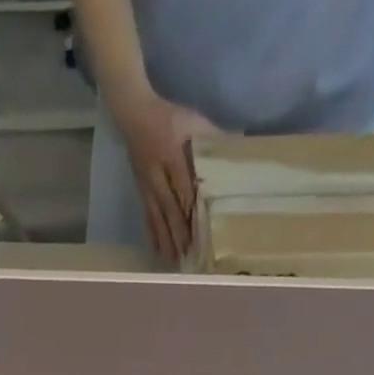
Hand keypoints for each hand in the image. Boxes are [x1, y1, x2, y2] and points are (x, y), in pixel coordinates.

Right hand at [114, 92, 222, 262]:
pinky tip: (157, 250)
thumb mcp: (193, 120)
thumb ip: (213, 136)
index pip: (183, 184)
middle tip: (189, 251)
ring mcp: (148, 187)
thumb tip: (238, 146)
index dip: (190, 206)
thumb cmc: (170, 117)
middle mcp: (158, 175)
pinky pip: (147, 217)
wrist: (135, 115)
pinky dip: (152, 235)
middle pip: (169, 207)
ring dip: (165, 239)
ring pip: (157, 217)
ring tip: (173, 259)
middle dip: (178, 231)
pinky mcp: (142, 193)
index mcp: (172, 154)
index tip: (200, 226)